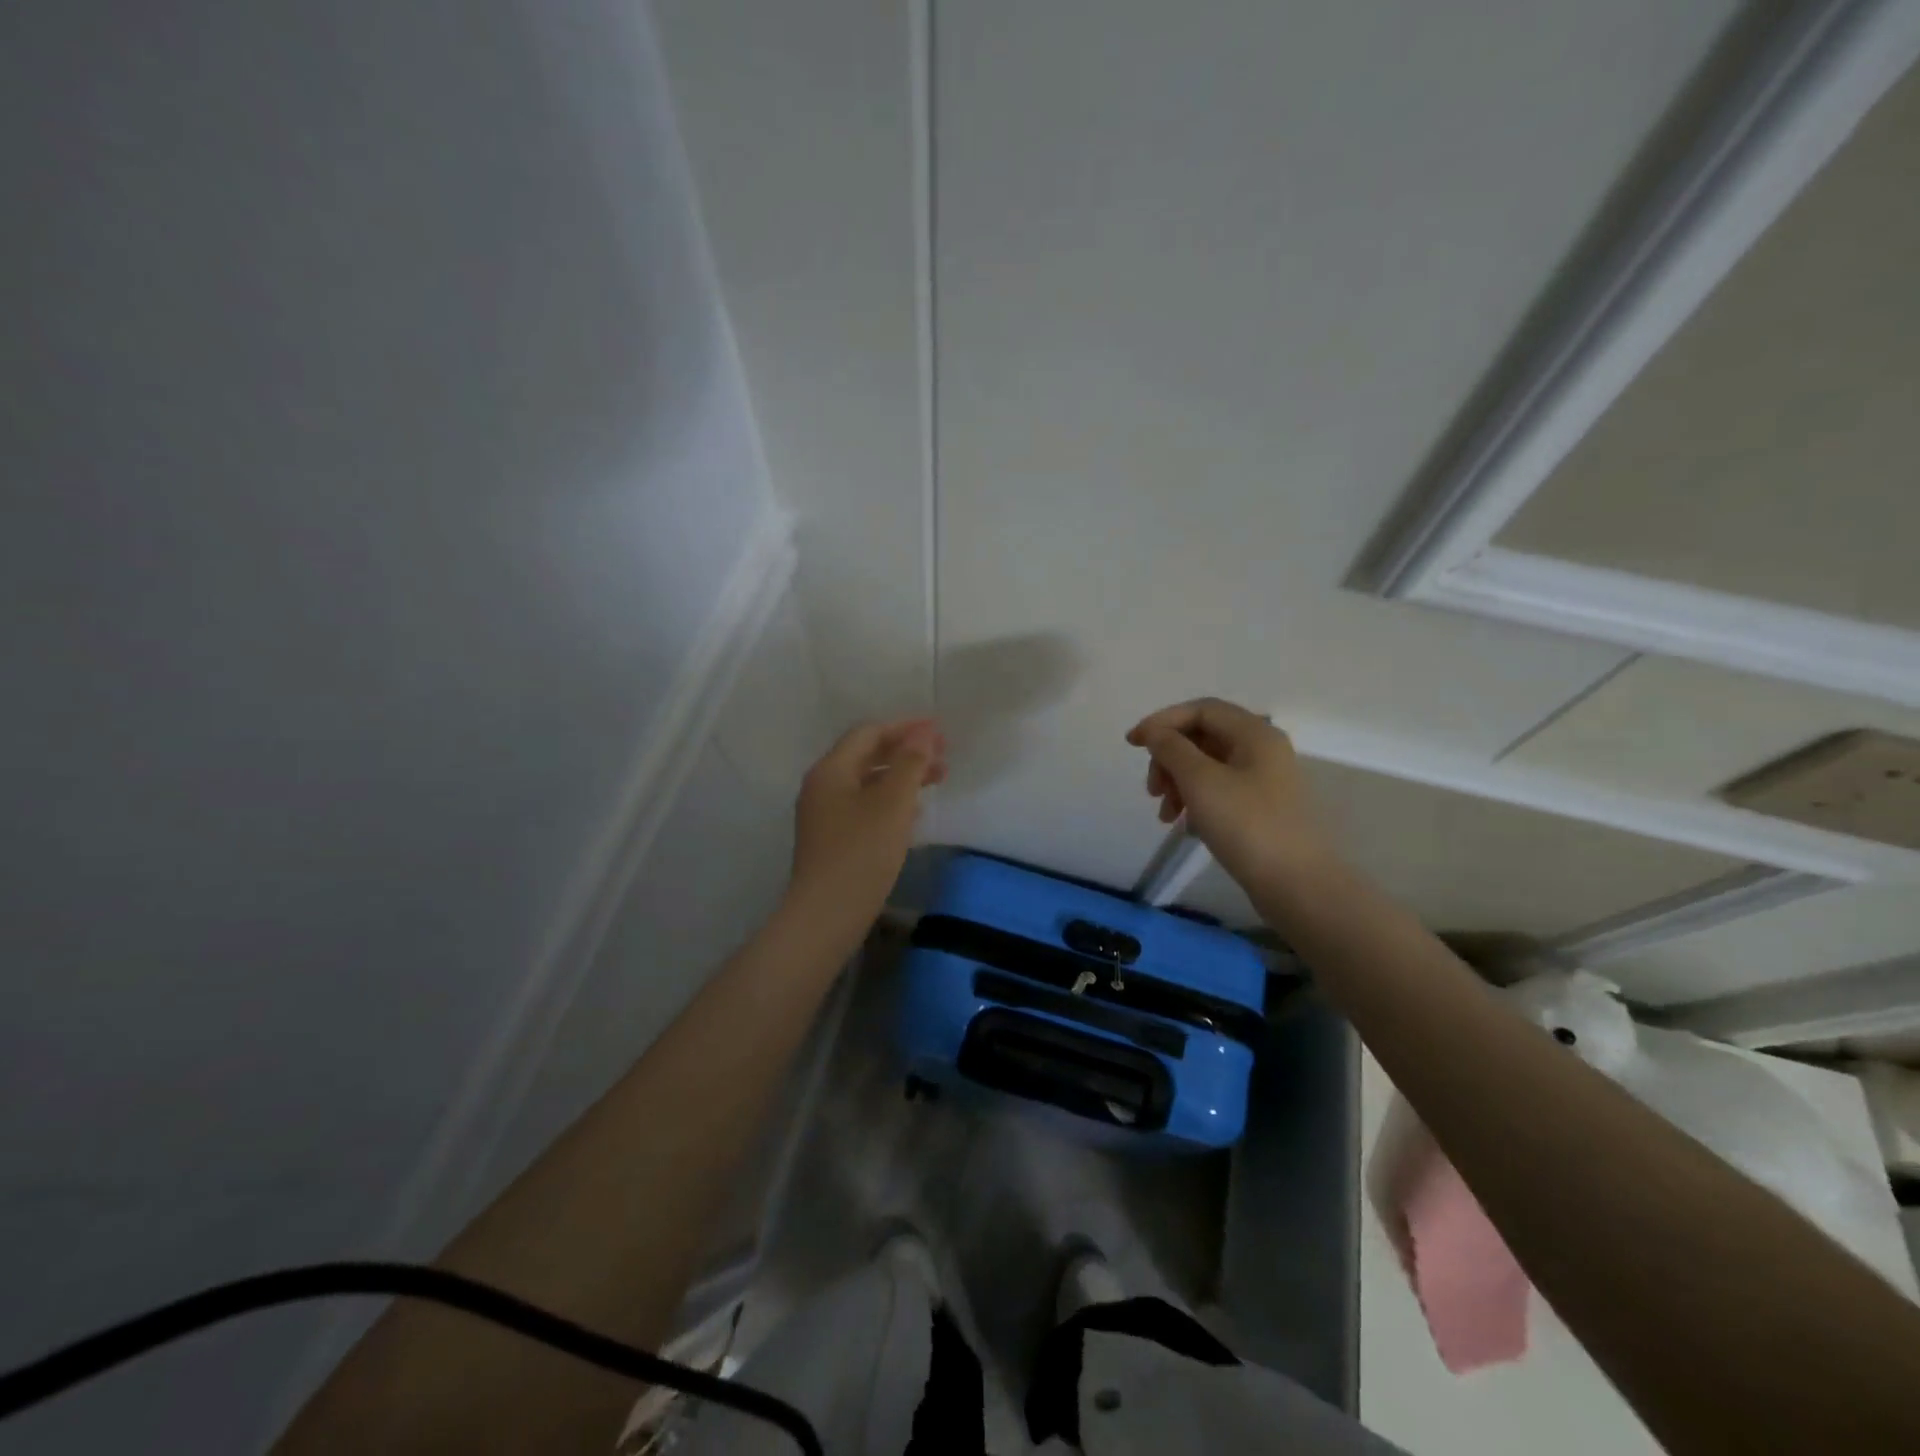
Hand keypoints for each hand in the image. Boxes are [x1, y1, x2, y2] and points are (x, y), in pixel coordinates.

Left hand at [787, 718, 946, 937]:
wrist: (826, 915)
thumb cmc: (861, 853)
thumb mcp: (892, 803)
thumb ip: (910, 763)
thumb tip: (923, 732)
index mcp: (831, 770)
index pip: (869, 733)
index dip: (905, 727)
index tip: (939, 731)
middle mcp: (822, 786)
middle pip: (867, 756)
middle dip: (906, 752)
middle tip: (944, 757)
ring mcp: (824, 815)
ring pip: (868, 783)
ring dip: (902, 777)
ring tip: (936, 781)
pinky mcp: (831, 840)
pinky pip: (864, 806)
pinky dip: (890, 801)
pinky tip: (914, 813)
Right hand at [1126, 697, 1332, 890]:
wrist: (1296, 884)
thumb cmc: (1246, 824)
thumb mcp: (1200, 780)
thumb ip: (1172, 748)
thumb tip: (1154, 732)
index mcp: (1254, 733)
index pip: (1201, 709)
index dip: (1162, 721)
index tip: (1132, 744)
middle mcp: (1262, 749)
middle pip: (1203, 737)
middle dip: (1169, 758)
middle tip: (1152, 789)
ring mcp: (1263, 780)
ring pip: (1208, 767)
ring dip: (1178, 783)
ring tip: (1165, 815)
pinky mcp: (1260, 808)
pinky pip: (1218, 791)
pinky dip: (1195, 801)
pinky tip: (1186, 826)